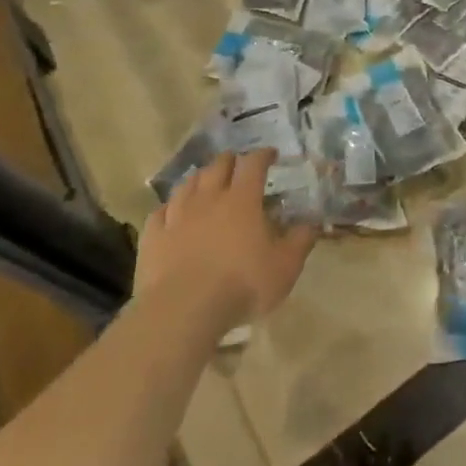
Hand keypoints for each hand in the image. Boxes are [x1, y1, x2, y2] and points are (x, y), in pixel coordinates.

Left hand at [135, 150, 314, 329]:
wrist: (183, 310)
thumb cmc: (242, 283)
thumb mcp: (286, 266)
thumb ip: (301, 240)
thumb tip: (312, 223)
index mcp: (243, 199)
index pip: (253, 164)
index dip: (263, 155)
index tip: (271, 154)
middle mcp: (209, 199)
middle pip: (218, 166)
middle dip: (230, 161)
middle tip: (238, 165)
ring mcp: (177, 216)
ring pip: (187, 184)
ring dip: (200, 178)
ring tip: (206, 182)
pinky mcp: (153, 238)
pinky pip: (160, 212)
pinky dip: (170, 207)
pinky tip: (172, 213)